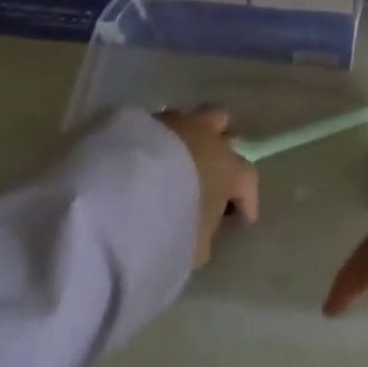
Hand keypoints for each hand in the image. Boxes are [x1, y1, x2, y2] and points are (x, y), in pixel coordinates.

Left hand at [154, 106, 259, 267]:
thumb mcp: (192, 247)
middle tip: (210, 167)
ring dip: (185, 137)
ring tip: (173, 160)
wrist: (120, 197)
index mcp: (226, 167)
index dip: (247, 199)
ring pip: (188, 119)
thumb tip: (201, 233)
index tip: (243, 219)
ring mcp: (173, 124)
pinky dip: (156, 141)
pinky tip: (145, 160)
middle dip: (218, 142)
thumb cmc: (168, 225)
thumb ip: (203, 235)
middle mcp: (206, 136)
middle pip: (221, 124)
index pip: (247, 178)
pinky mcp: (141, 121)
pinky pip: (156, 127)